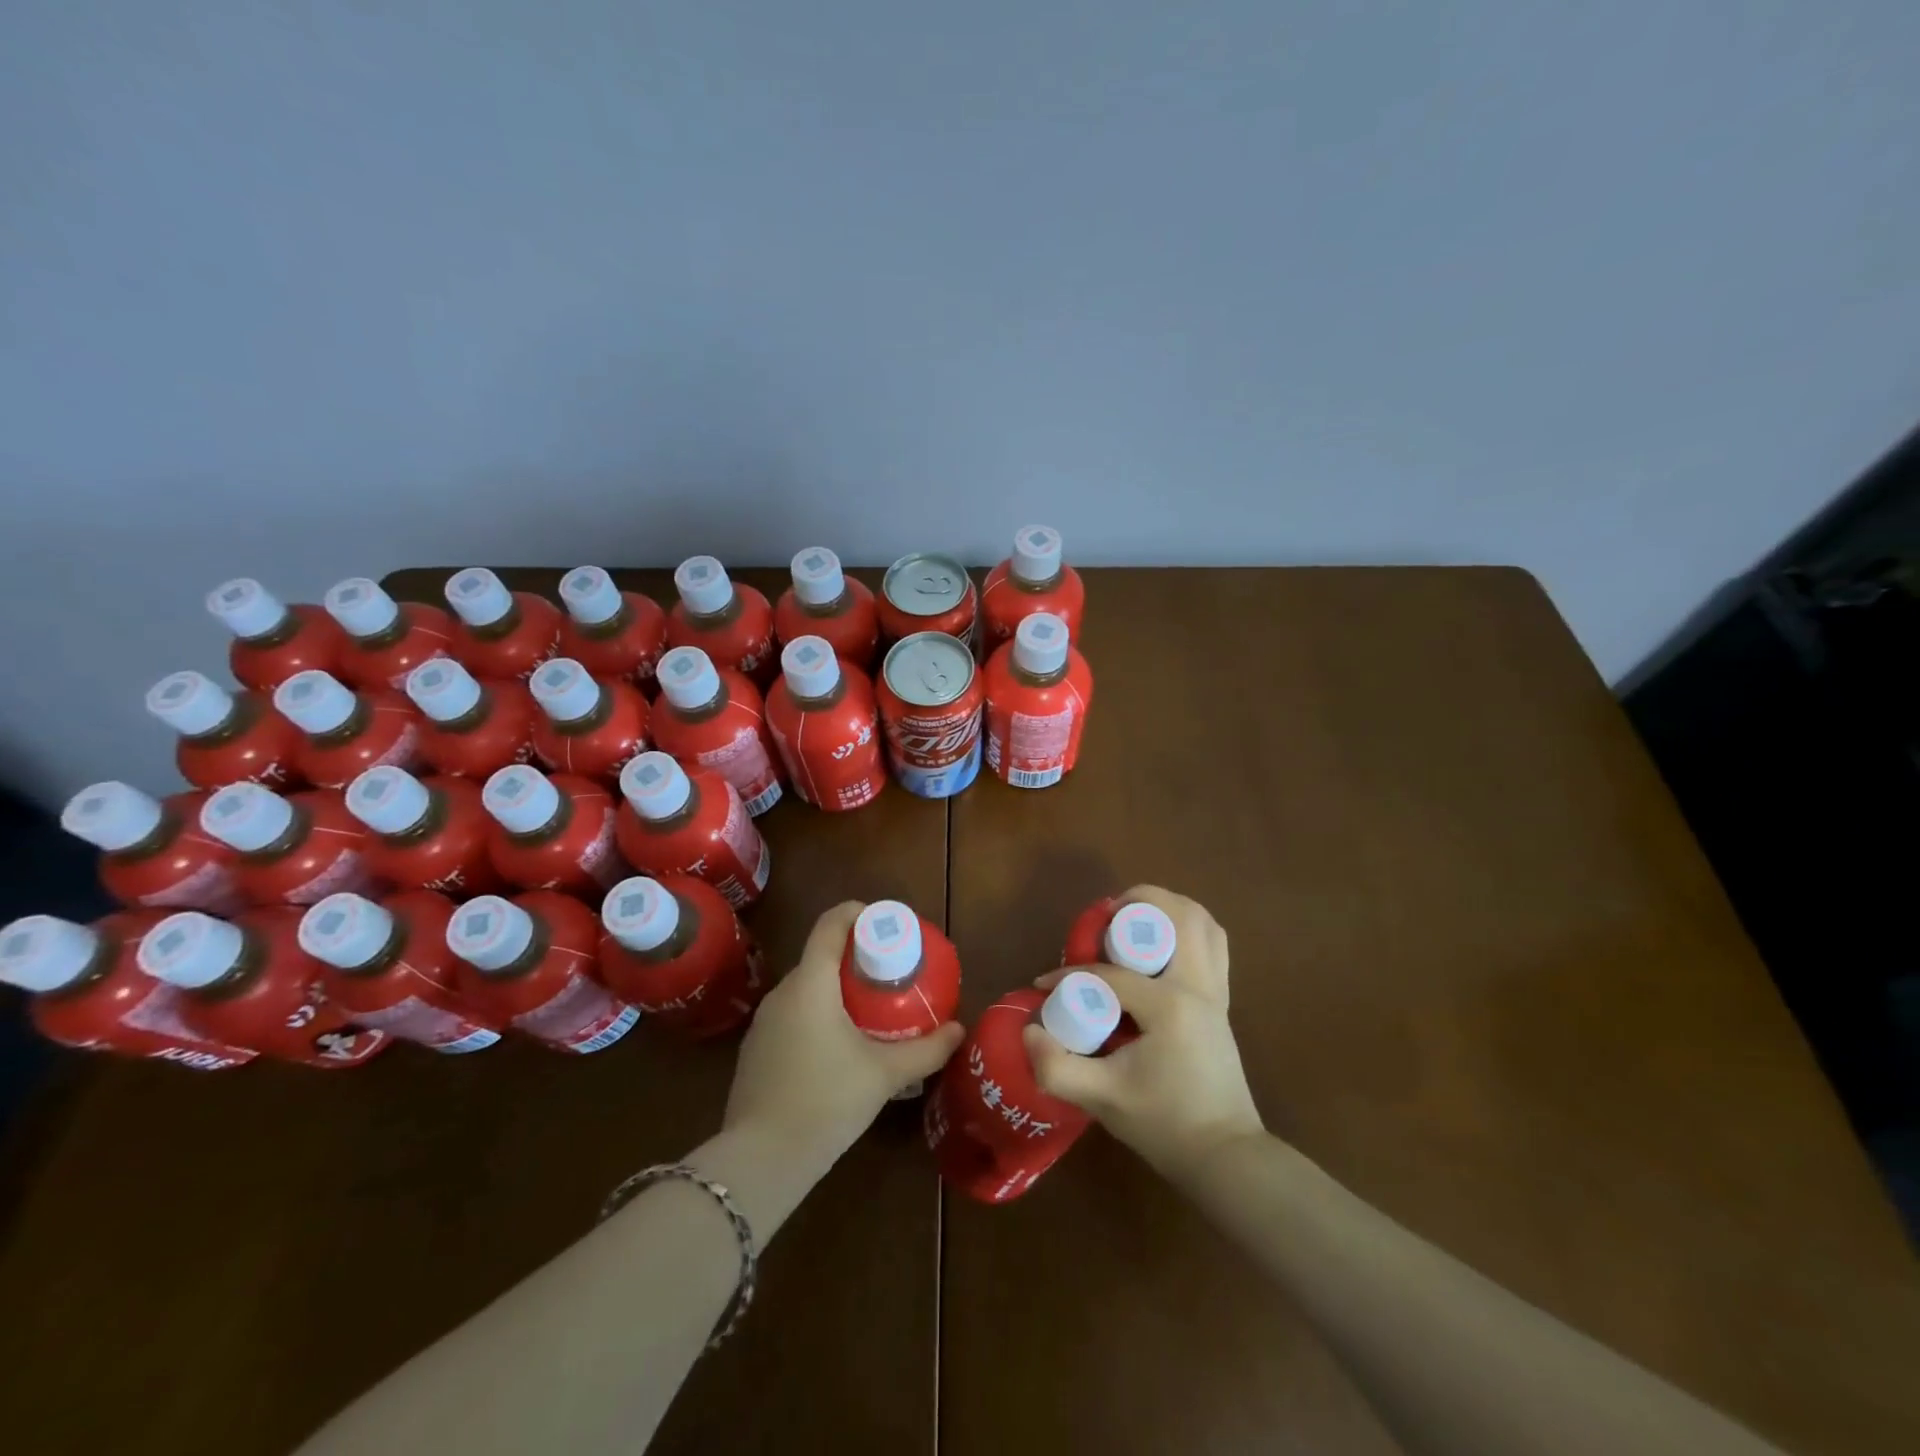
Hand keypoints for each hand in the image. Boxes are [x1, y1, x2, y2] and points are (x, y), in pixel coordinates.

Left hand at [724, 901, 964, 1165]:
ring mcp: (763, 1023)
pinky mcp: (756, 1050)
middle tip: (890, 975)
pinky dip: (818, 1015)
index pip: (830, 924)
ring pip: (806, 988)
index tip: (885, 924)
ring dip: (836, 989)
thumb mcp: (885, 1074)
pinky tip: (838, 1048)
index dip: (858, 913)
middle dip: (855, 958)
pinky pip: (793, 1015)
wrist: (761, 1160)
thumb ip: (926, 1050)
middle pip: (820, 956)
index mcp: (811, 983)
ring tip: (870, 1011)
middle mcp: (782, 993)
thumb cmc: (827, 1101)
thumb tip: (959, 1030)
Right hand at [1023, 886, 1263, 1180]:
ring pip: (1201, 922)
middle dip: (1137, 903)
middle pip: (1174, 915)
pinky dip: (1189, 929)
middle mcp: (1198, 985)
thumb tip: (1028, 1030)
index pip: (1111, 973)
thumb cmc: (1164, 1125)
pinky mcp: (1222, 1000)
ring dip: (1168, 909)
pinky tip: (1161, 945)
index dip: (1070, 975)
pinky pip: (1212, 943)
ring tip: (1132, 922)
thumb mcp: (1103, 1099)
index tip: (1044, 985)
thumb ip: (1057, 1067)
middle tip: (1103, 921)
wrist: (1224, 1156)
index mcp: (1170, 1005)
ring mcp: (1216, 990)